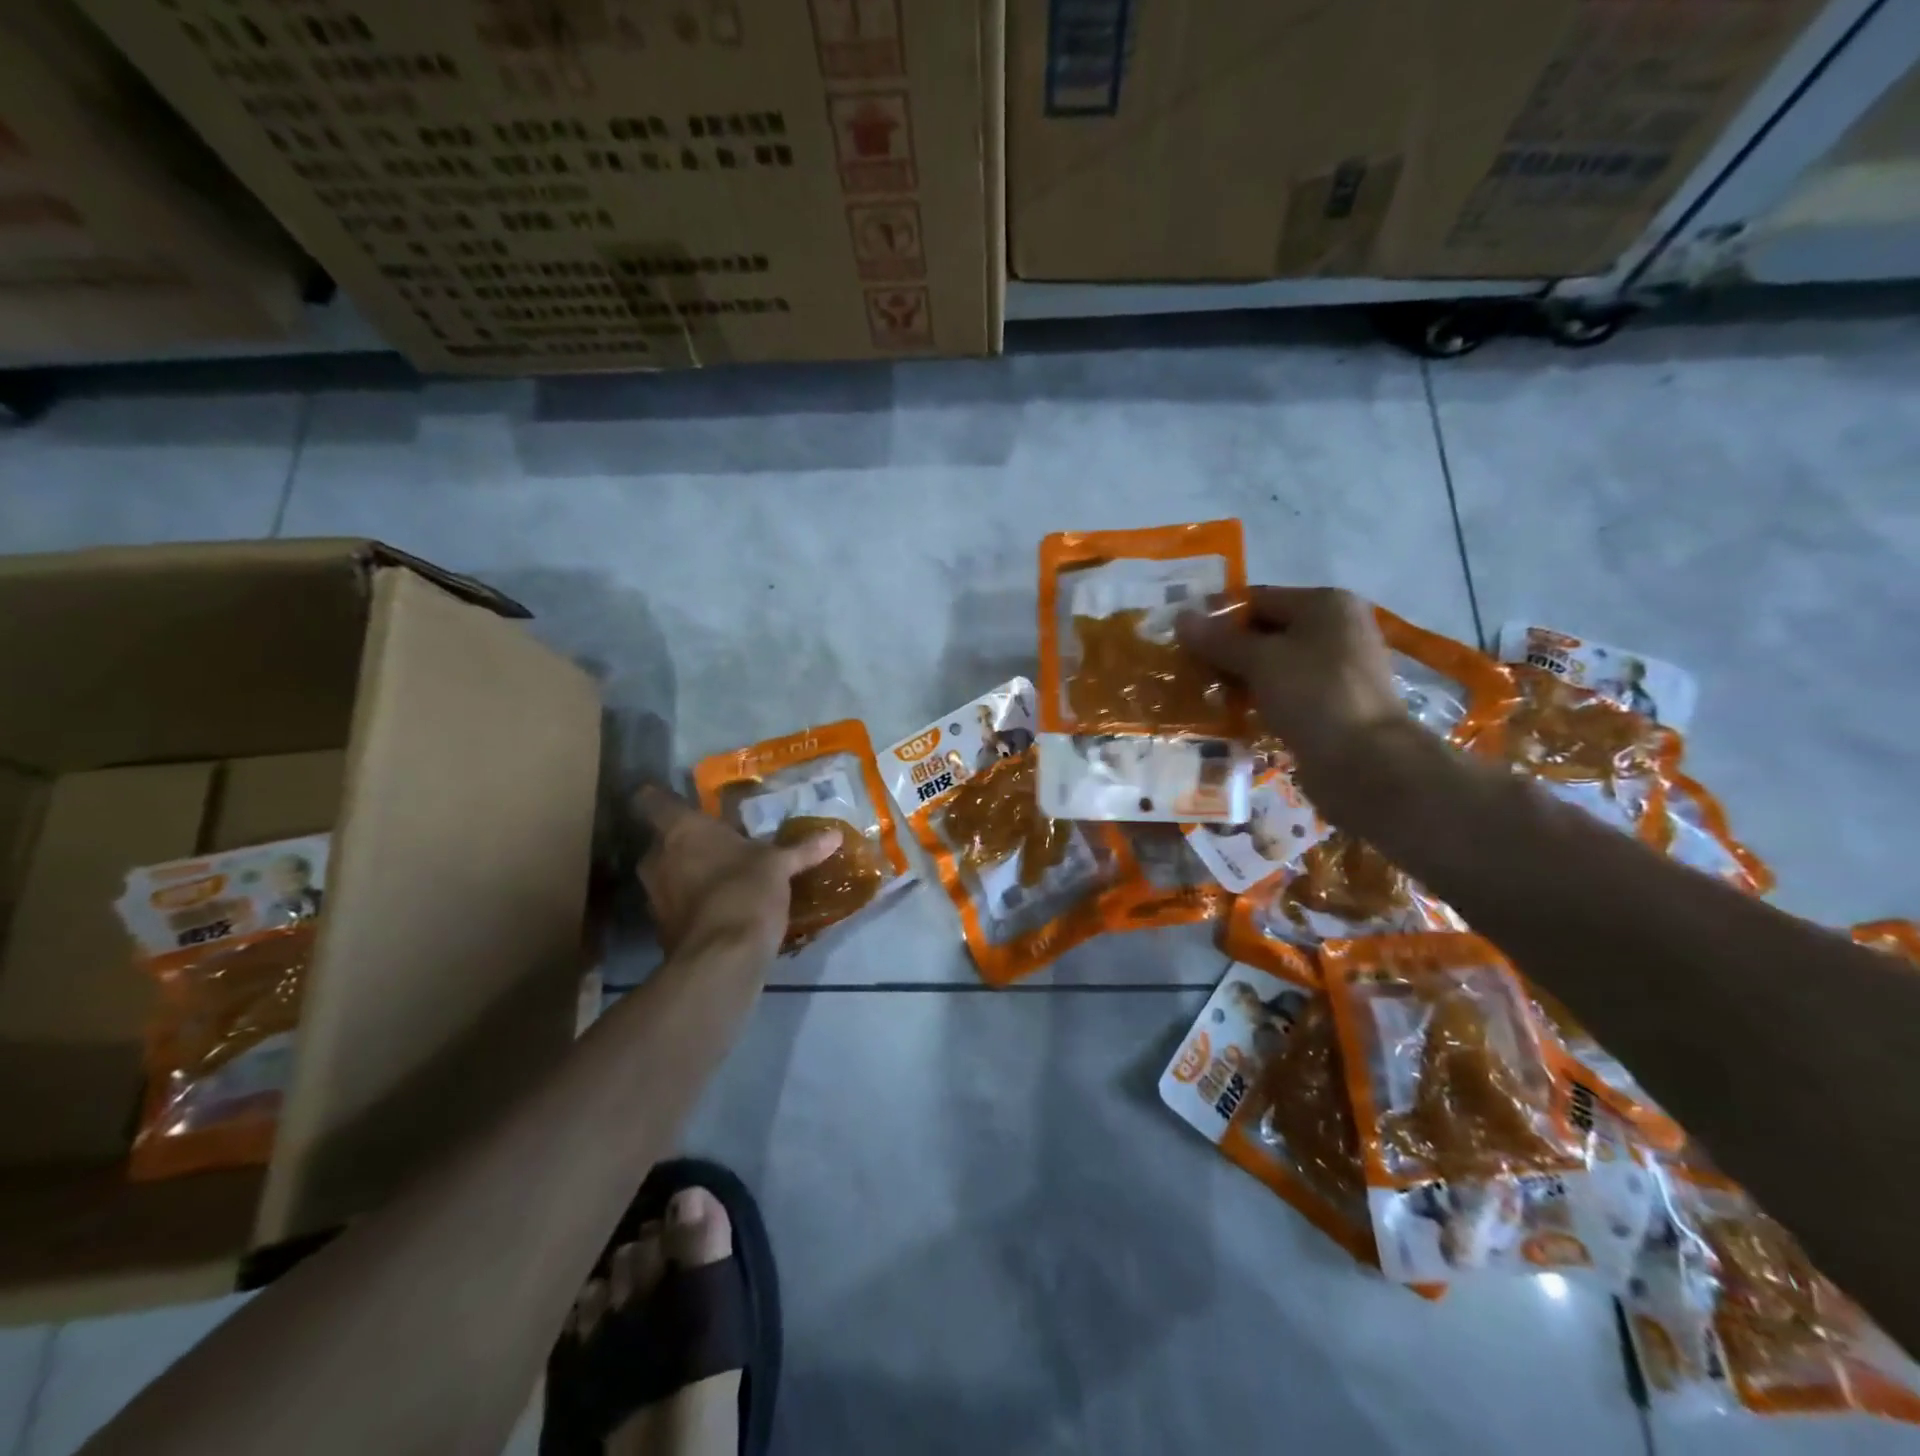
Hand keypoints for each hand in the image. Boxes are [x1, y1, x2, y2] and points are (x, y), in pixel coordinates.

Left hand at [632, 786, 841, 961]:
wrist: (721, 959)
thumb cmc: (746, 891)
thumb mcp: (779, 867)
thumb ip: (802, 850)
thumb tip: (835, 835)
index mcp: (681, 830)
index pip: (652, 800)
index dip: (662, 797)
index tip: (683, 803)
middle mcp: (657, 857)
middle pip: (663, 840)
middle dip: (687, 843)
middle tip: (720, 846)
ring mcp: (654, 895)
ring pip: (667, 874)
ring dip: (688, 875)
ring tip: (723, 879)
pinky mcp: (661, 928)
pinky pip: (675, 905)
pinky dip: (693, 905)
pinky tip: (722, 910)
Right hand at [1177, 586, 1409, 809]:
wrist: (1365, 762)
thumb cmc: (1313, 695)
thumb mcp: (1260, 661)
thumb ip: (1218, 640)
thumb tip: (1181, 617)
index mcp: (1325, 604)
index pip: (1258, 599)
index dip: (1217, 615)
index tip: (1181, 636)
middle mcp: (1334, 629)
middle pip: (1265, 631)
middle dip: (1224, 649)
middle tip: (1185, 667)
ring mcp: (1335, 669)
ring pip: (1272, 665)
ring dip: (1236, 677)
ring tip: (1200, 692)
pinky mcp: (1329, 705)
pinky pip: (1283, 693)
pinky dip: (1256, 699)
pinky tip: (1228, 714)